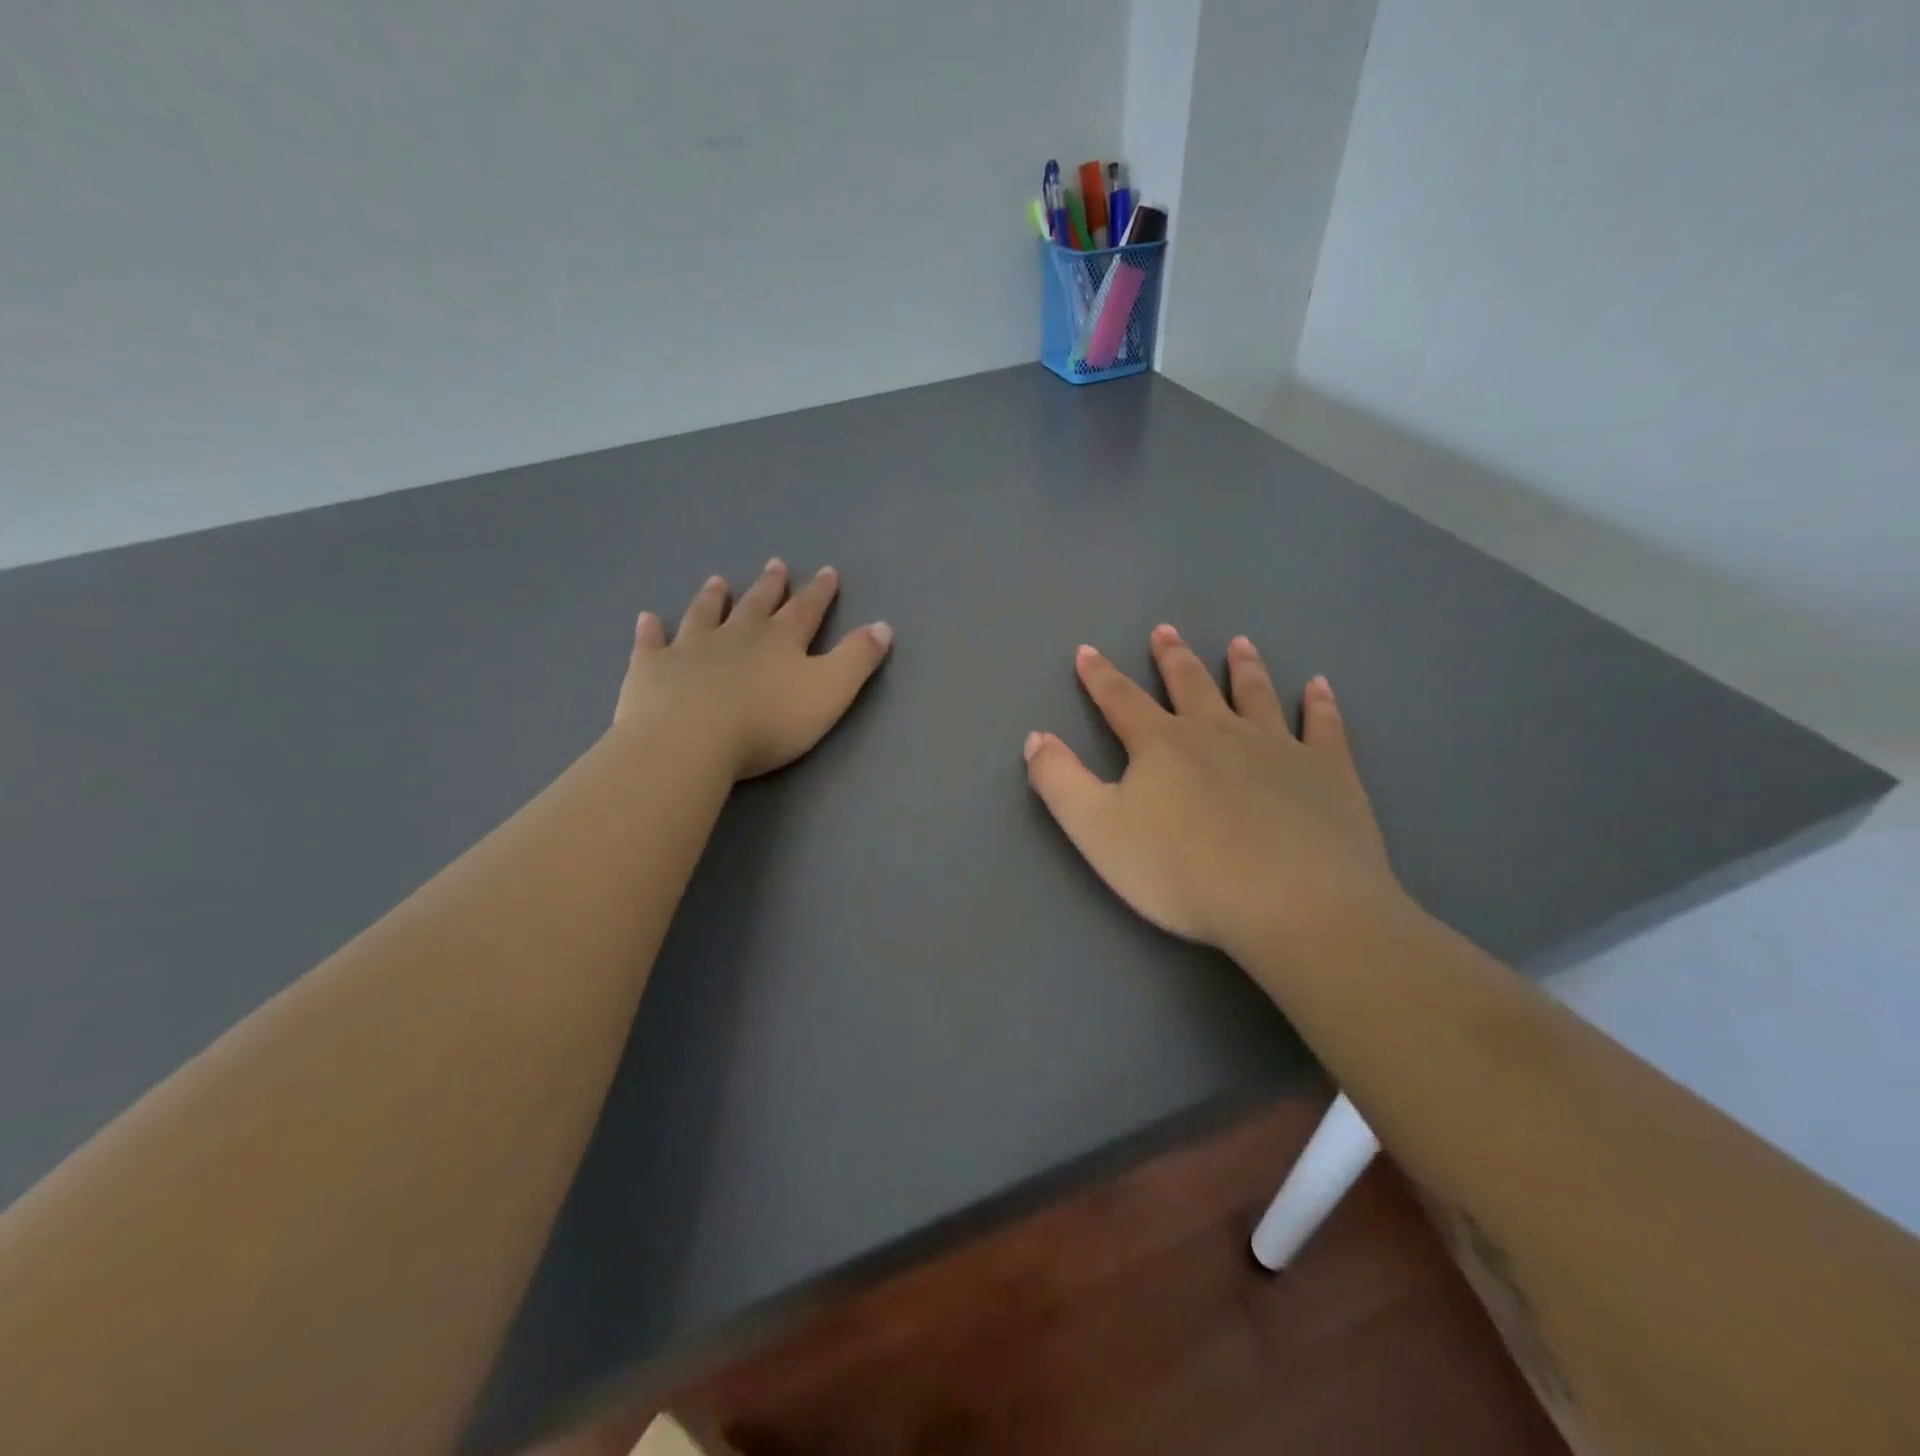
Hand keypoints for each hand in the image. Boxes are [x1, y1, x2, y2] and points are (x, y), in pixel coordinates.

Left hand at [614, 560, 891, 780]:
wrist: (690, 740)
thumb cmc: (768, 722)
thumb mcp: (830, 692)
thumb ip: (857, 659)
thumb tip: (883, 626)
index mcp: (781, 641)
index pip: (806, 610)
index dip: (819, 592)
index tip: (826, 572)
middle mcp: (736, 634)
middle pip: (756, 604)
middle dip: (770, 586)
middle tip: (775, 565)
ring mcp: (690, 648)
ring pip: (704, 614)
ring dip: (713, 598)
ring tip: (717, 581)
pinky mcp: (651, 669)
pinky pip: (651, 643)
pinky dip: (652, 630)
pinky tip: (648, 619)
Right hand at [1023, 625, 1403, 964]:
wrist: (1293, 904)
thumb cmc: (1184, 872)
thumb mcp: (1097, 832)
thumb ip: (1060, 782)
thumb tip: (1037, 737)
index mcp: (1162, 745)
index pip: (1121, 700)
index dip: (1099, 676)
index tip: (1087, 651)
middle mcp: (1218, 732)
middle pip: (1190, 684)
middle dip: (1172, 658)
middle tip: (1165, 631)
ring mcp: (1278, 747)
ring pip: (1255, 694)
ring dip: (1243, 667)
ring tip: (1239, 644)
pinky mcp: (1328, 772)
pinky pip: (1323, 726)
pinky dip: (1320, 704)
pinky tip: (1320, 687)